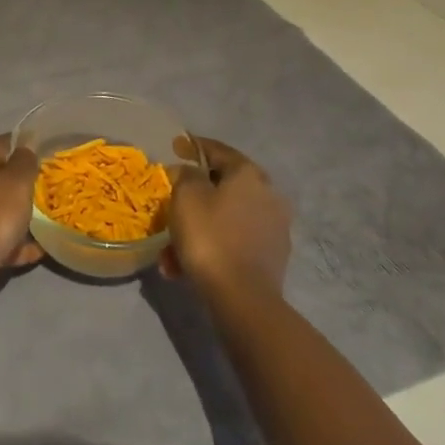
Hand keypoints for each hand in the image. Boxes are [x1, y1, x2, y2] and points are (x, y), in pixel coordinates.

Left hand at [0, 135, 44, 295]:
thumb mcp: (18, 180)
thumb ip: (25, 160)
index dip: (25, 148)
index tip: (47, 159)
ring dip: (16, 215)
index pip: (1, 143)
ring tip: (43, 224)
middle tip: (45, 193)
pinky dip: (10, 240)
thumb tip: (25, 146)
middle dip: (20, 185)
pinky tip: (35, 251)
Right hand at [162, 136, 290, 299]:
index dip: (194, 146)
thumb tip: (188, 172)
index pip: (218, 150)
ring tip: (171, 251)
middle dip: (194, 195)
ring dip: (199, 227)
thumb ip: (185, 175)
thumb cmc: (210, 237)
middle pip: (223, 186)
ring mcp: (274, 226)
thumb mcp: (186, 197)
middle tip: (172, 202)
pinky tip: (187, 266)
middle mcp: (268, 194)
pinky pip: (234, 241)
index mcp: (248, 174)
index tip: (176, 146)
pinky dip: (213, 246)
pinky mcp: (272, 256)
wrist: (243, 298)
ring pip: (226, 218)